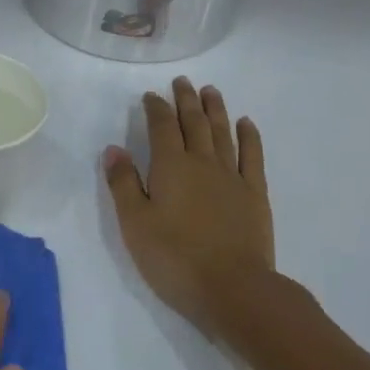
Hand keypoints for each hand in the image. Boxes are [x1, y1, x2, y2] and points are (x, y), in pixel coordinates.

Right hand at [104, 75, 275, 337]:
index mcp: (170, 167)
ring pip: (223, 133)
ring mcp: (232, 177)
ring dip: (215, 109)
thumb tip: (114, 149)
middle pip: (194, 123)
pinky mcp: (254, 194)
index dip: (156, 109)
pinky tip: (245, 124)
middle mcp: (202, 163)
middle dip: (185, 100)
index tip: (151, 96)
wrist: (233, 288)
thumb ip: (123, 183)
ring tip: (210, 91)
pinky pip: (252, 155)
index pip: (161, 128)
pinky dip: (248, 136)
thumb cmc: (173, 258)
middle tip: (181, 82)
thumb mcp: (134, 223)